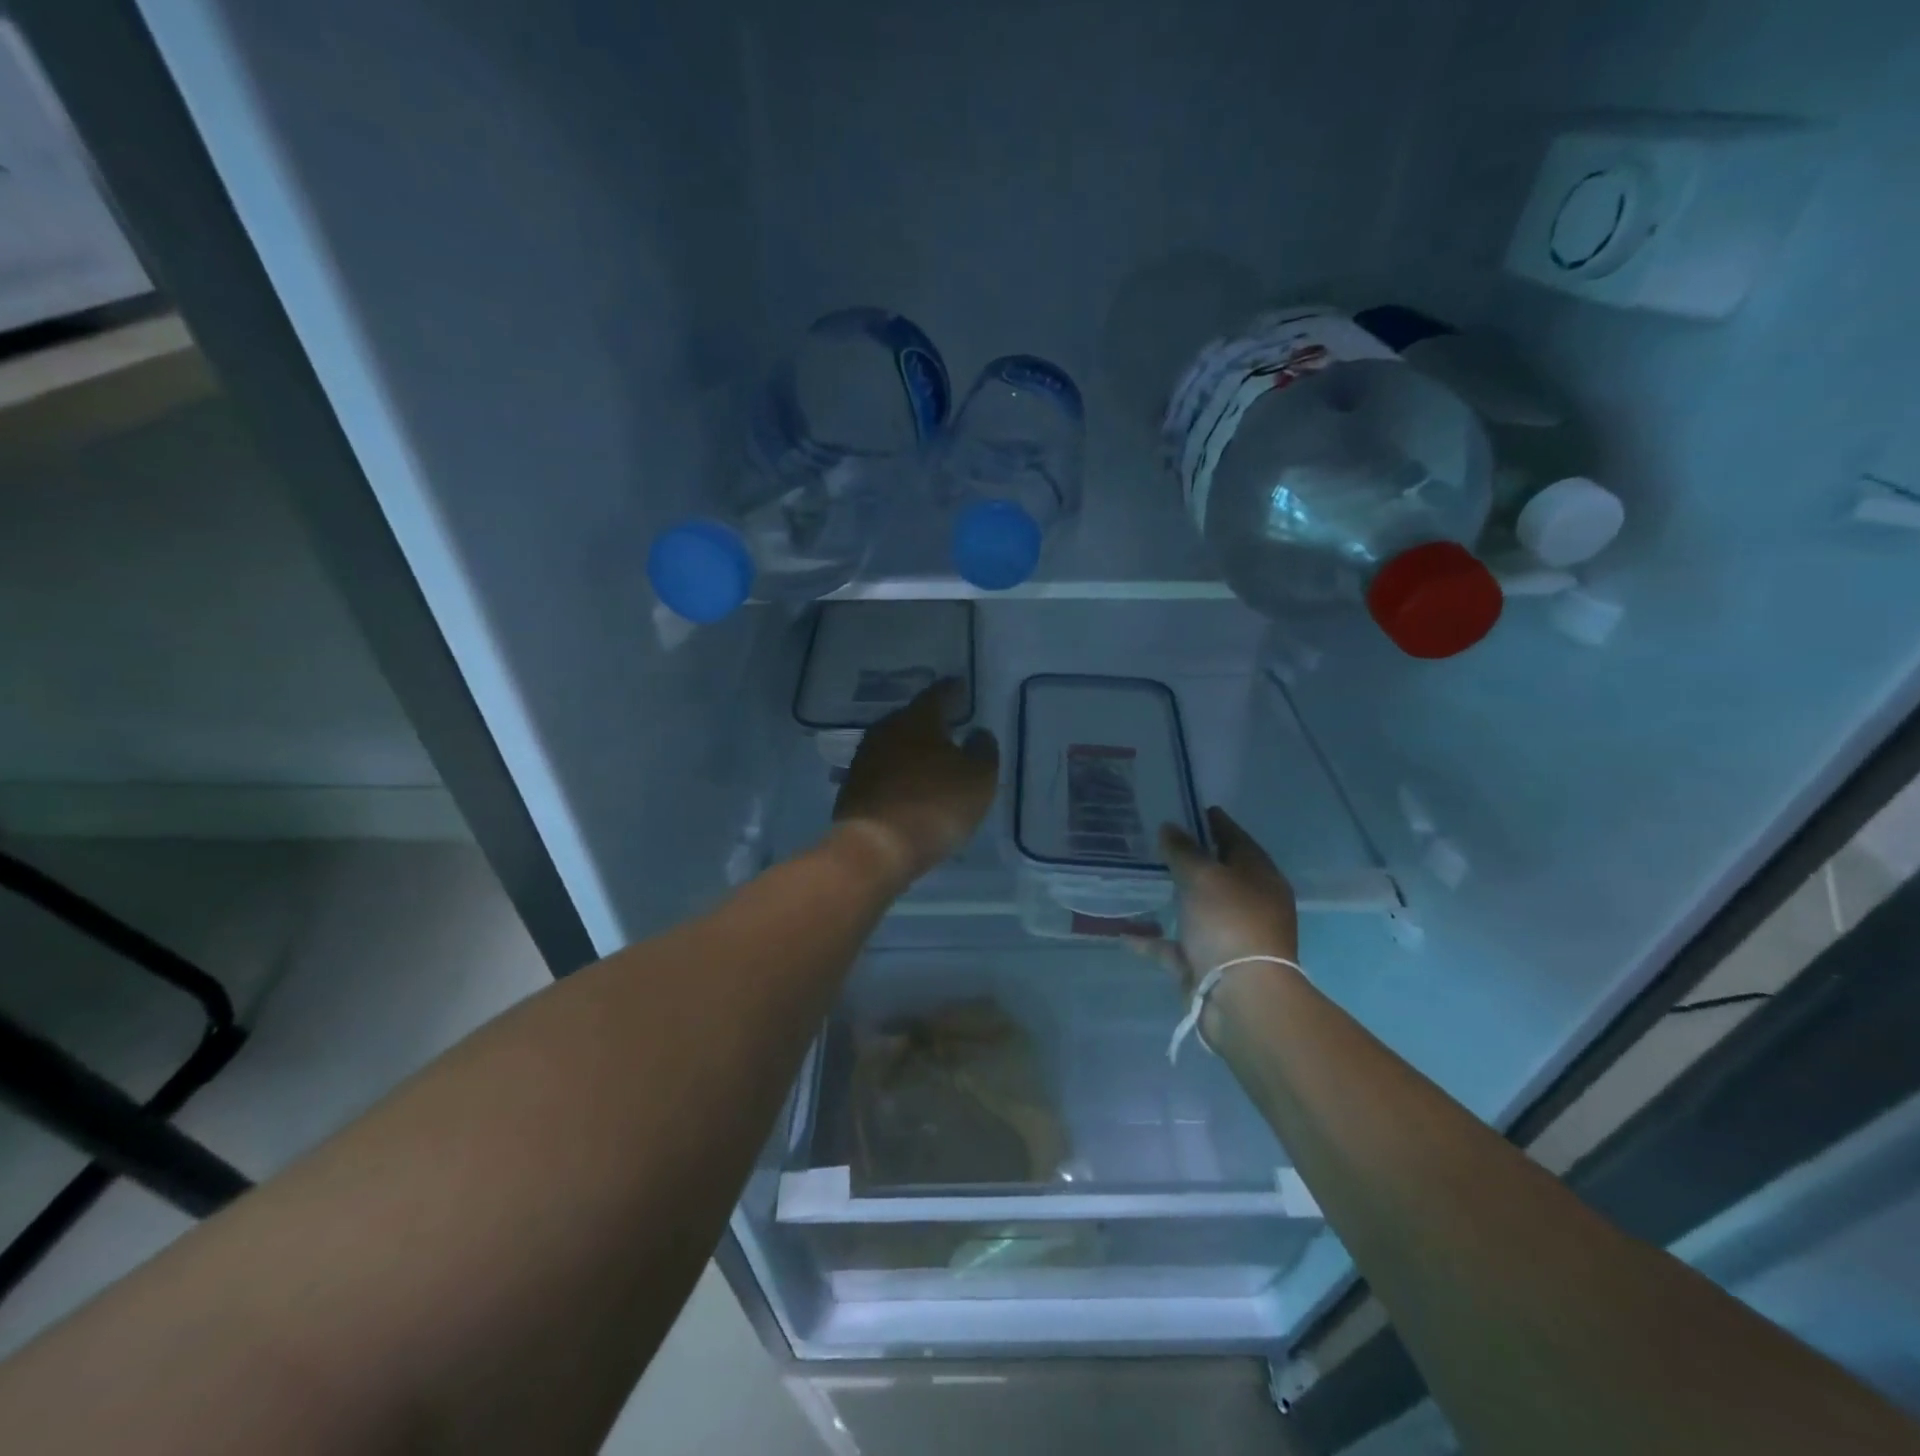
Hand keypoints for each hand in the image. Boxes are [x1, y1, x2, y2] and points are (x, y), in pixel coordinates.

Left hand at [832, 678, 999, 886]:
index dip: (953, 691)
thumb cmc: (935, 806)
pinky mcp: (852, 788)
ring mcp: (864, 759)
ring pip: (894, 744)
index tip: (962, 689)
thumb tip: (978, 733)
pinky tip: (908, 784)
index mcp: (918, 720)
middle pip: (911, 718)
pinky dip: (897, 772)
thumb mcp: (978, 779)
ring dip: (911, 748)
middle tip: (949, 724)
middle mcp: (886, 730)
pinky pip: (882, 771)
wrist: (875, 848)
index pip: (938, 694)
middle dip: (930, 720)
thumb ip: (983, 751)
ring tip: (930, 756)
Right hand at [1135, 806, 1299, 997]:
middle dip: (1188, 859)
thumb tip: (1169, 827)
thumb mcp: (1204, 876)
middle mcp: (1247, 905)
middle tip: (1155, 838)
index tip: (1189, 806)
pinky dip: (1151, 940)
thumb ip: (1183, 850)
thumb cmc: (1230, 924)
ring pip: (1194, 909)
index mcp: (1259, 878)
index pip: (1236, 839)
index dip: (1214, 822)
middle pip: (1216, 874)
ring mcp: (1227, 937)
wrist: (1241, 998)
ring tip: (1138, 878)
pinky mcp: (1205, 964)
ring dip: (1170, 897)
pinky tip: (1123, 931)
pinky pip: (1173, 946)